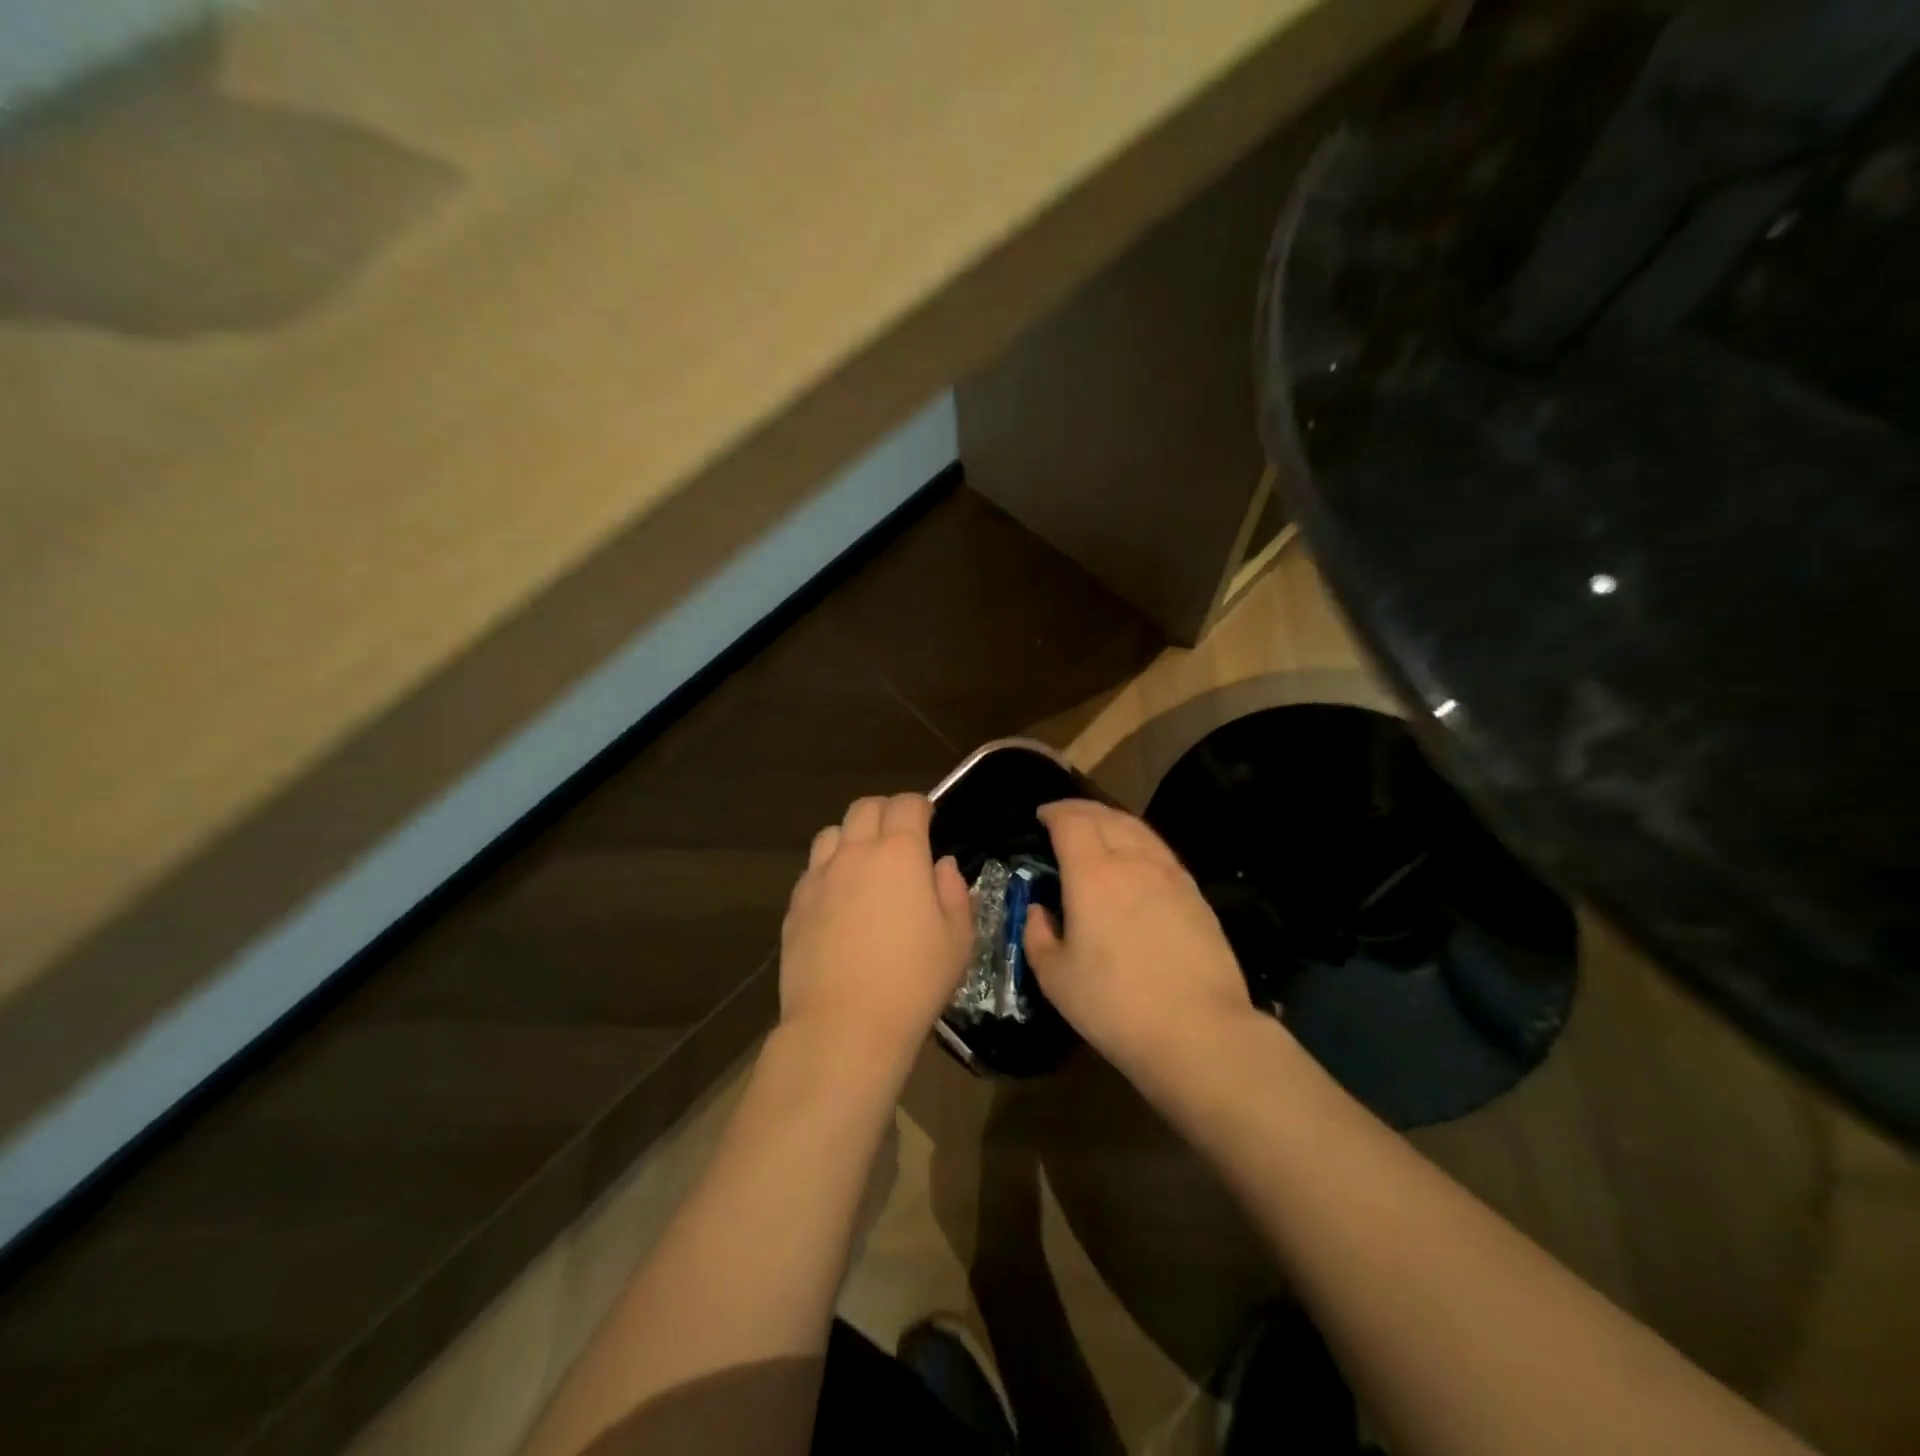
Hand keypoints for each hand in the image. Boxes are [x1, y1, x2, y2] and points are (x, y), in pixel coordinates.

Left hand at [779, 794, 973, 1070]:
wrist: (844, 1025)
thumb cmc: (913, 981)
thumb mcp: (957, 940)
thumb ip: (954, 892)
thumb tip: (941, 866)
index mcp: (900, 853)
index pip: (907, 804)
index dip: (920, 806)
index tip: (929, 821)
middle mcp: (855, 853)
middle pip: (865, 808)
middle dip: (886, 812)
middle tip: (900, 837)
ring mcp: (819, 877)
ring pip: (831, 833)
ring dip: (851, 837)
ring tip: (864, 864)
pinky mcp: (795, 905)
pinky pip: (812, 870)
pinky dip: (828, 870)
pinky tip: (838, 899)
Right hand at [1024, 799, 1260, 1080]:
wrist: (1199, 1030)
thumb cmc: (1115, 1005)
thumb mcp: (1056, 978)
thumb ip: (1038, 936)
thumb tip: (1038, 911)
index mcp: (1092, 874)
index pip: (1071, 822)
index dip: (1054, 813)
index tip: (1041, 816)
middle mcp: (1132, 861)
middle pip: (1105, 816)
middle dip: (1080, 810)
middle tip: (1064, 817)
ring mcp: (1170, 875)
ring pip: (1138, 828)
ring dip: (1112, 819)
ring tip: (1098, 827)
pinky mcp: (1195, 893)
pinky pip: (1160, 850)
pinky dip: (1138, 840)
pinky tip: (1135, 858)